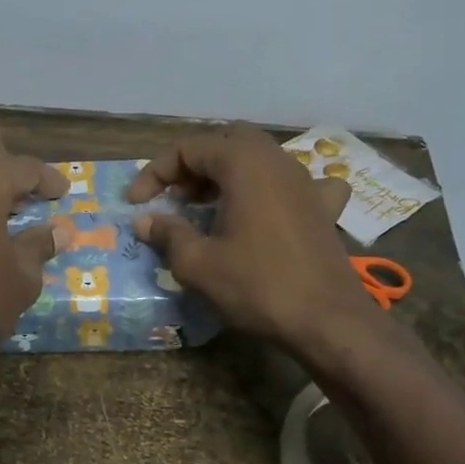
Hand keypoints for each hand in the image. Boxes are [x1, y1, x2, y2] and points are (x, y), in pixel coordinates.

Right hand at [129, 125, 370, 352]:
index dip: (155, 172)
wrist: (327, 321)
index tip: (137, 204)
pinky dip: (272, 190)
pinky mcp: (322, 209)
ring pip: (258, 159)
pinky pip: (295, 184)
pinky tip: (269, 210)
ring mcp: (306, 182)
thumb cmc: (257, 285)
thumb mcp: (197, 264)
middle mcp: (277, 161)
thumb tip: (145, 220)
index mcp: (244, 164)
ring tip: (206, 208)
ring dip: (226, 176)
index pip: (189, 148)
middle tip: (173, 198)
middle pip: (226, 143)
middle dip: (192, 166)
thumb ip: (168, 234)